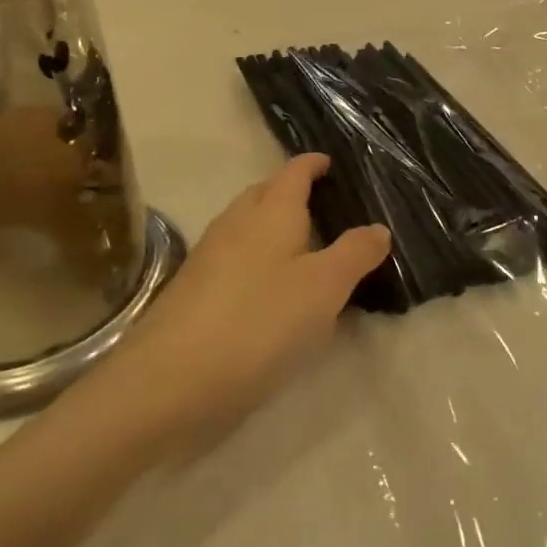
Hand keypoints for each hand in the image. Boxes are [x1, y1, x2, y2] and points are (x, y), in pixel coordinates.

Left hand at [116, 154, 390, 429]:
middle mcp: (235, 224)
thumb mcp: (323, 288)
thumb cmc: (258, 323)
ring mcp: (208, 258)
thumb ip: (354, 254)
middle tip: (320, 203)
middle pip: (263, 194)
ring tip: (301, 245)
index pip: (293, 172)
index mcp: (270, 212)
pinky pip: (232, 258)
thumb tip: (378, 227)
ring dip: (270, 226)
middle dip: (289, 191)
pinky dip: (255, 259)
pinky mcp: (192, 293)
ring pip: (245, 226)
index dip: (312, 164)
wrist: (167, 383)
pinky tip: (267, 289)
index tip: (329, 163)